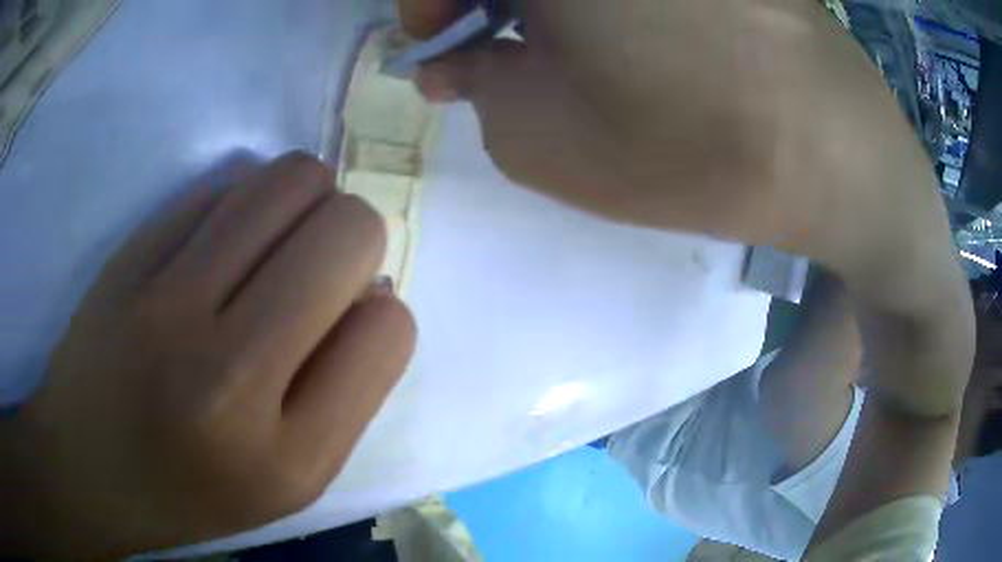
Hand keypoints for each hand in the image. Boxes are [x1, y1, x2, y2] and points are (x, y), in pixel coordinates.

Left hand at [0, 153, 415, 556]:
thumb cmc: (189, 490)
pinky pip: (225, 183)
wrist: (87, 467)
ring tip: (277, 241)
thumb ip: (341, 391)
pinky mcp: (130, 252)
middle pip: (348, 231)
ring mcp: (166, 300)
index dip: (381, 313)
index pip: (389, 330)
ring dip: (309, 199)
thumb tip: (369, 290)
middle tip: (317, 270)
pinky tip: (221, 242)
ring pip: (292, 179)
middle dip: (354, 238)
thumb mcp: (287, 479)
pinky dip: (244, 201)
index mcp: (288, 458)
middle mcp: (228, 374)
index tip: (346, 323)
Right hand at [402, 0, 973, 415]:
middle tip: (486, 48)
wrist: (841, 157)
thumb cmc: (695, 149)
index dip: (424, 3)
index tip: (438, 45)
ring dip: (542, 0)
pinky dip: (603, 0)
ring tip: (555, 48)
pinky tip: (621, 33)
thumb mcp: (546, 140)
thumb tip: (459, 58)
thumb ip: (480, 88)